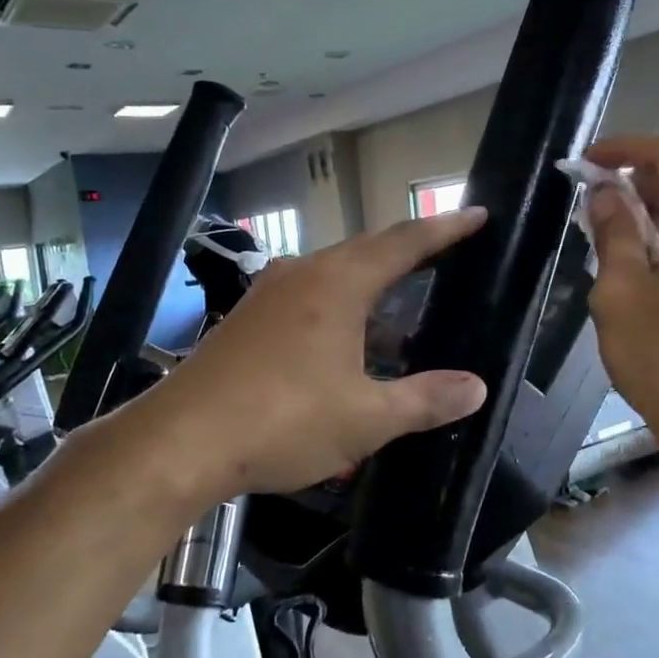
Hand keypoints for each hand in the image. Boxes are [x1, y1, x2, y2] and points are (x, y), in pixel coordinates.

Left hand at [131, 209, 490, 498]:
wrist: (179, 442)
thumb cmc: (282, 421)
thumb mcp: (366, 418)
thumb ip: (425, 400)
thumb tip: (475, 388)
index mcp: (337, 284)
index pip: (405, 243)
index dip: (446, 229)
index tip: (478, 215)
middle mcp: (302, 275)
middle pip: (367, 250)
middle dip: (409, 252)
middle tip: (447, 257)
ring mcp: (268, 296)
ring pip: (334, 274)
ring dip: (372, 283)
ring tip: (403, 303)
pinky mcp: (247, 321)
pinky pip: (308, 297)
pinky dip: (340, 306)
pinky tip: (347, 341)